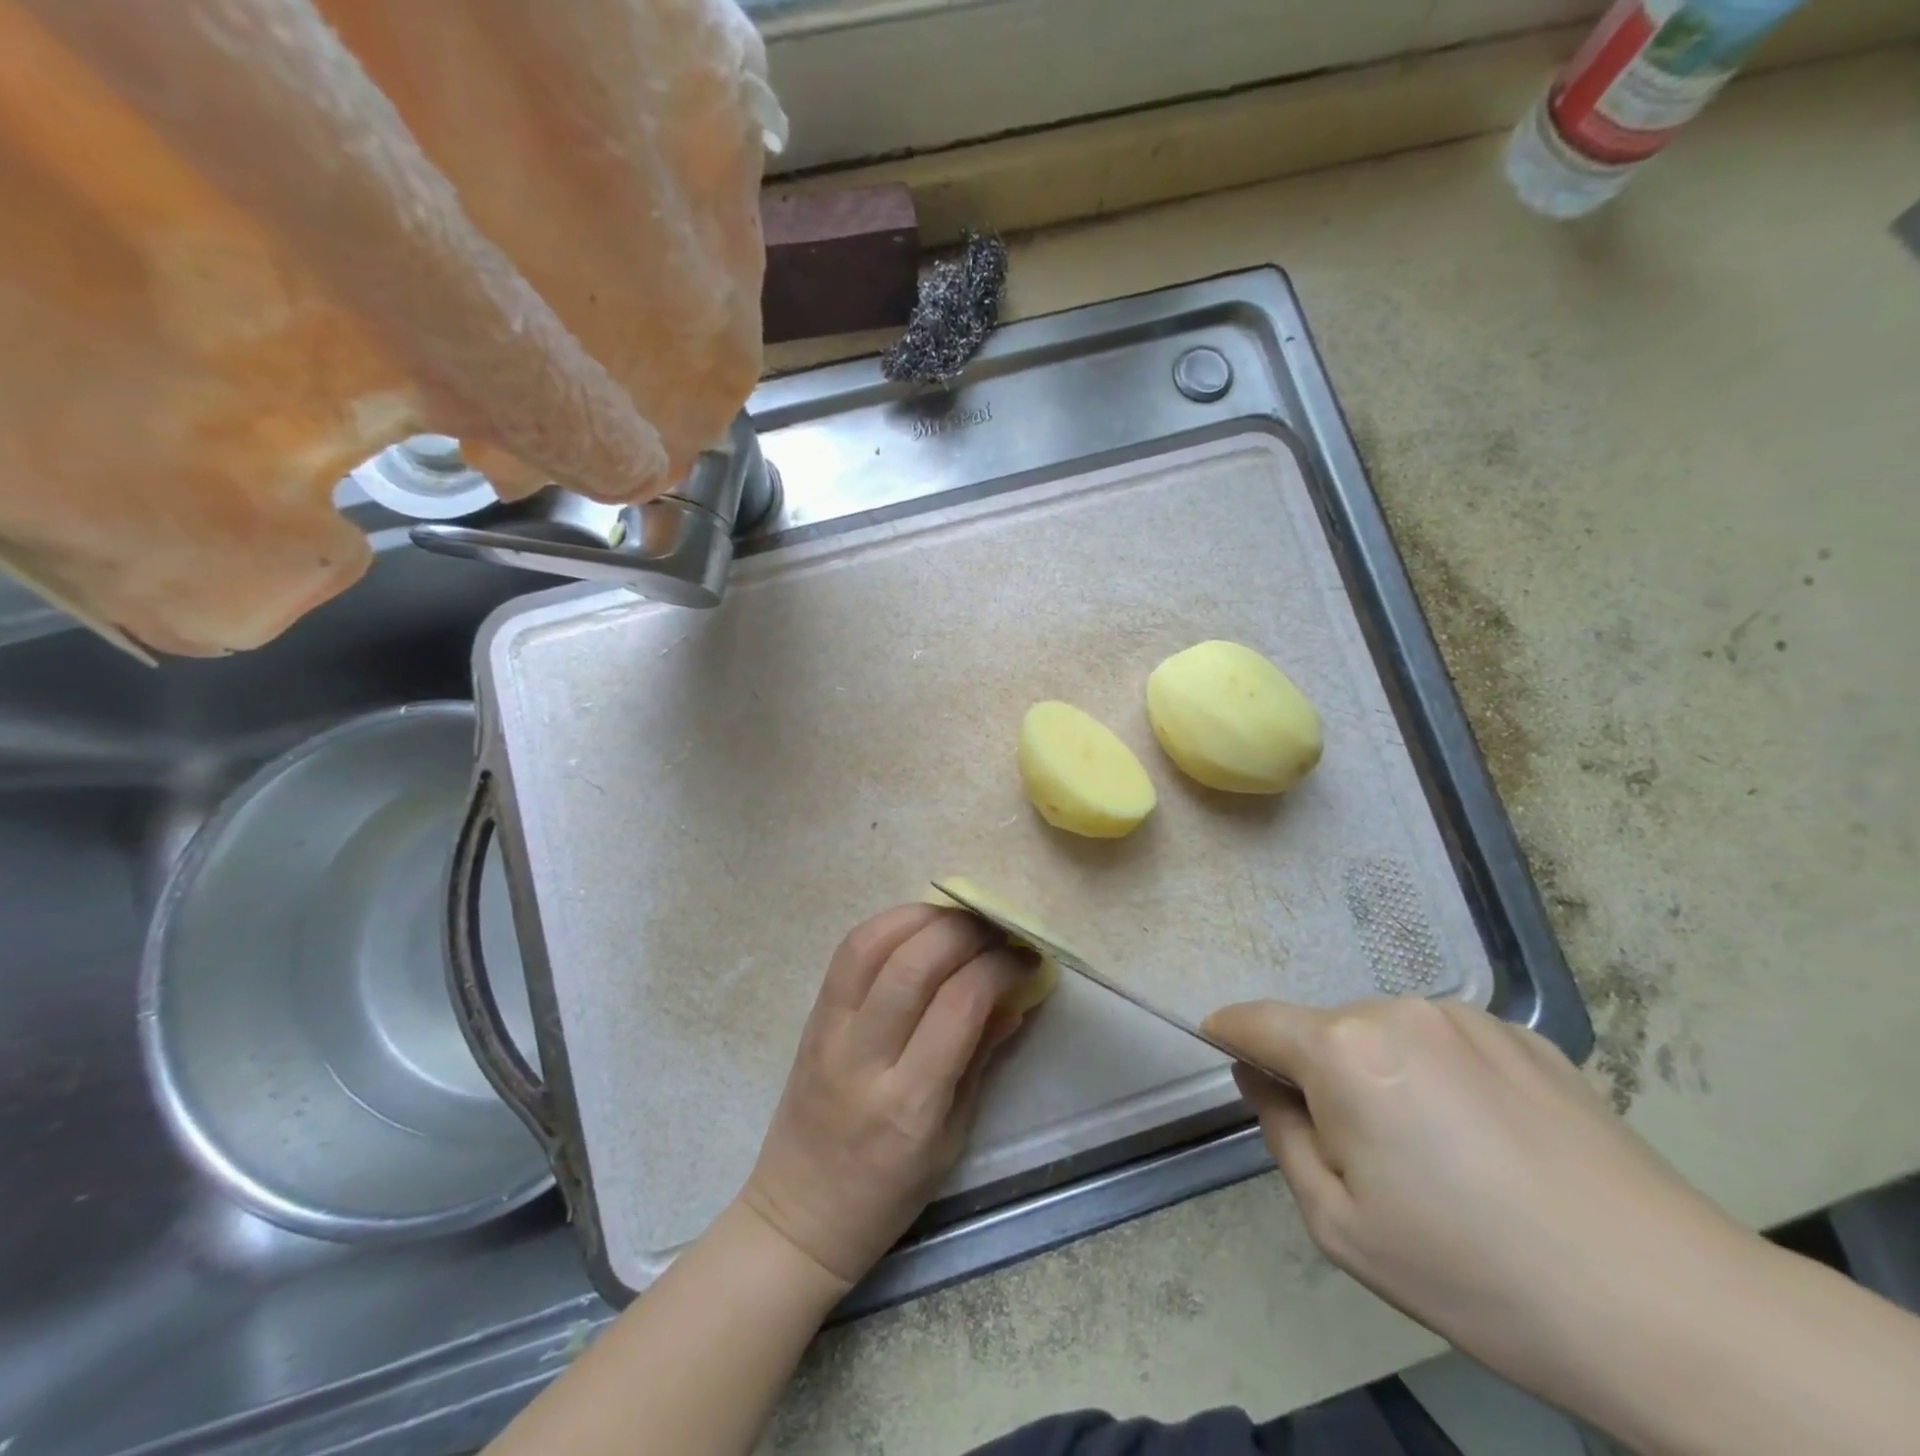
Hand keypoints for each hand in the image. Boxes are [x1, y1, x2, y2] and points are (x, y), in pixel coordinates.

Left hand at [739, 904, 1033, 1286]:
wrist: (798, 1215)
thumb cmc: (887, 1193)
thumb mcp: (951, 1138)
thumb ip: (980, 1058)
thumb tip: (1014, 995)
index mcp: (909, 1103)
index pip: (959, 1005)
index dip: (1000, 967)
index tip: (1026, 957)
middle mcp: (863, 1058)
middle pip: (913, 963)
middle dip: (965, 931)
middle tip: (997, 930)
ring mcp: (828, 1032)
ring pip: (871, 945)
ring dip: (922, 916)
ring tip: (959, 919)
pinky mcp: (811, 1017)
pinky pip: (848, 953)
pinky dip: (888, 926)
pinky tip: (918, 927)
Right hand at [1201, 998, 1761, 1399]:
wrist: (1667, 1306)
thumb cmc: (1474, 1273)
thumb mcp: (1341, 1225)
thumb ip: (1281, 1133)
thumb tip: (1259, 1077)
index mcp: (1343, 1051)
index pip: (1255, 1020)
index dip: (1229, 1034)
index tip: (1221, 1050)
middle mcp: (1396, 1011)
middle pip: (1325, 1032)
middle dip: (1321, 1075)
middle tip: (1365, 1156)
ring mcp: (1466, 1016)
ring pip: (1385, 1035)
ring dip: (1382, 1074)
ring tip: (1440, 1155)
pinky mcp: (1524, 1034)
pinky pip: (1447, 1044)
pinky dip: (1439, 1076)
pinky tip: (1492, 1144)